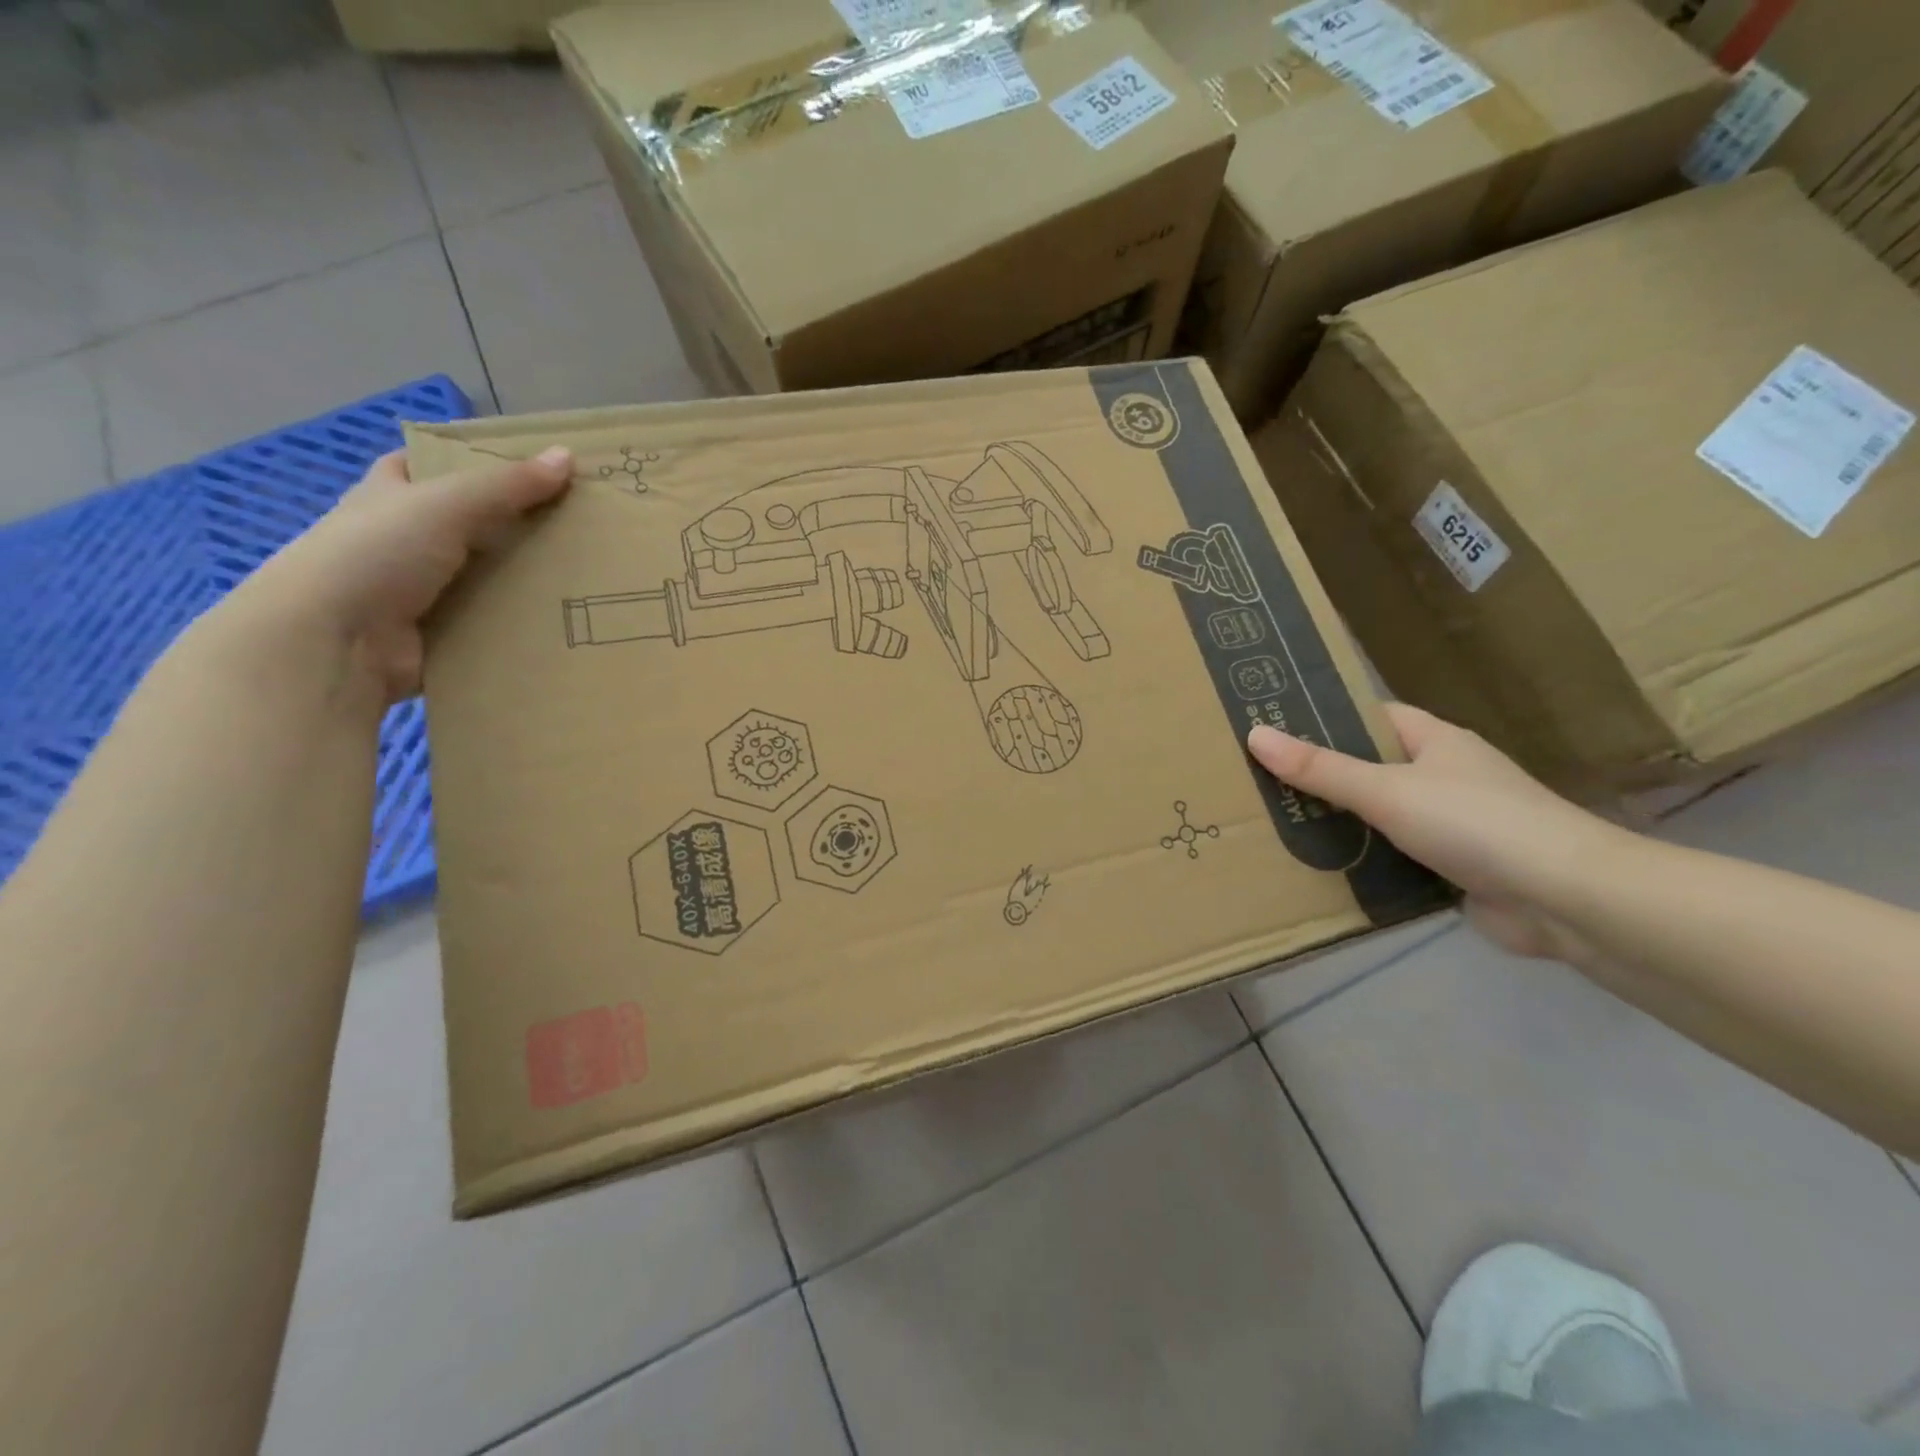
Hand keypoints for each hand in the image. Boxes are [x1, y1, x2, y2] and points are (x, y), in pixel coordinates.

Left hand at [234, 446, 572, 703]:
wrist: (334, 642)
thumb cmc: (377, 554)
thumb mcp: (446, 504)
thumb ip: (507, 484)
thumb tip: (567, 456)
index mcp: (390, 495)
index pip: (429, 465)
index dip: (472, 460)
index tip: (529, 466)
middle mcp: (403, 538)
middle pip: (470, 522)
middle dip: (517, 522)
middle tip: (578, 521)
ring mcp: (422, 589)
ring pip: (486, 574)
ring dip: (526, 576)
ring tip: (587, 571)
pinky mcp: (441, 632)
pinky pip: (491, 620)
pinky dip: (520, 619)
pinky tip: (565, 614)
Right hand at [1247, 707, 1627, 960]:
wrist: (1565, 899)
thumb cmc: (1474, 823)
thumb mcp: (1385, 790)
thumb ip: (1320, 768)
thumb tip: (1255, 734)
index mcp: (1436, 741)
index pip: (1373, 716)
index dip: (1328, 717)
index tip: (1275, 727)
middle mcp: (1445, 776)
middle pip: (1372, 767)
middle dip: (1323, 776)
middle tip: (1261, 782)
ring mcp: (1453, 824)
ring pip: (1382, 816)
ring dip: (1342, 824)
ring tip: (1276, 825)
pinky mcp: (1456, 869)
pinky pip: (1396, 857)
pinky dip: (1366, 862)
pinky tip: (1323, 871)